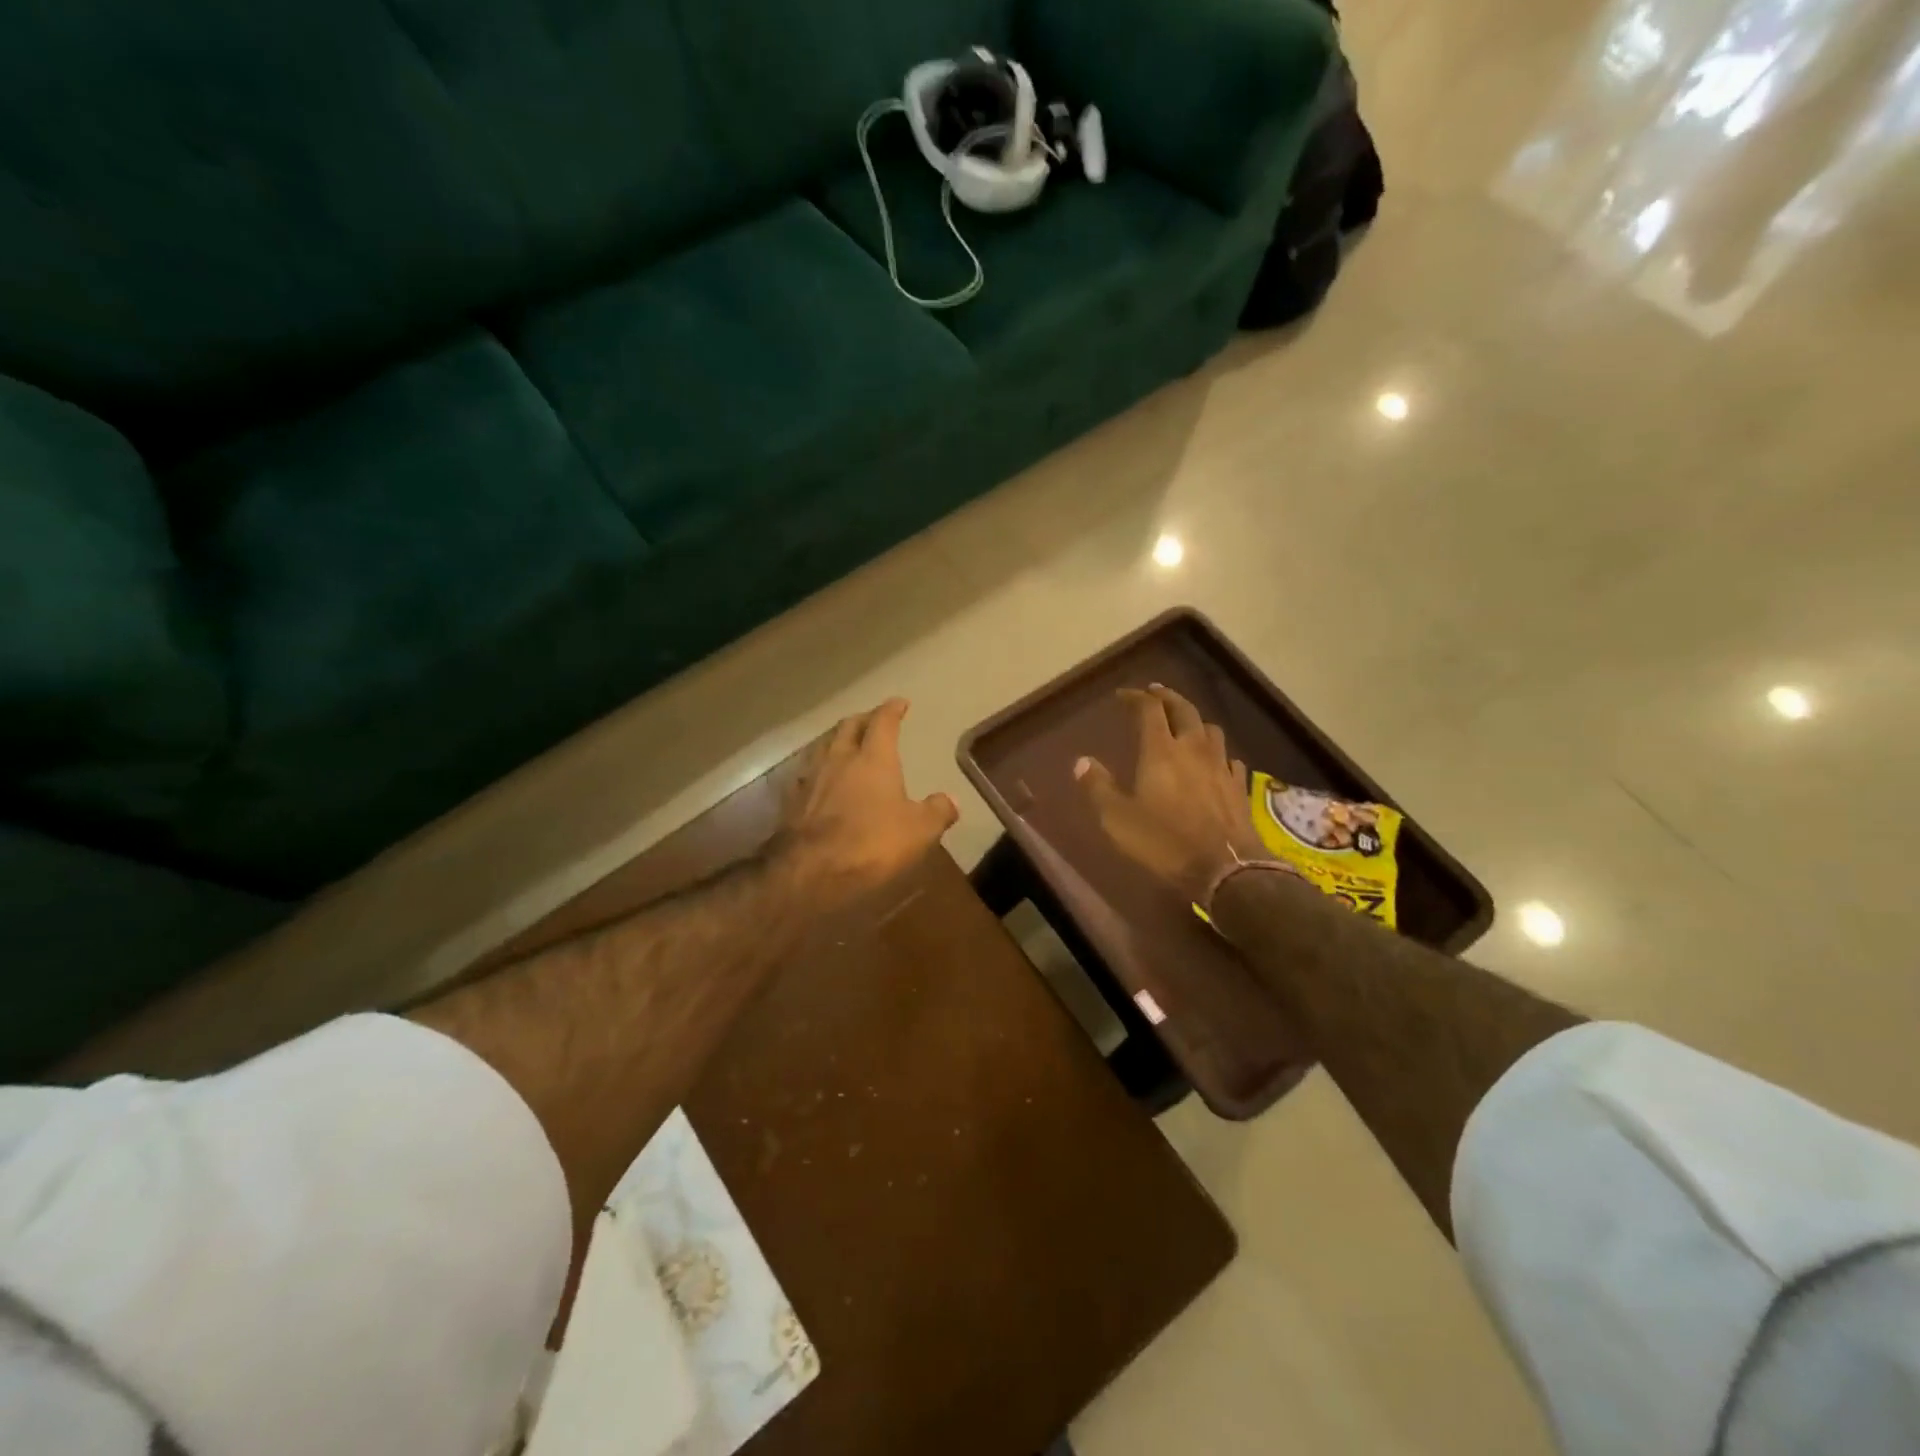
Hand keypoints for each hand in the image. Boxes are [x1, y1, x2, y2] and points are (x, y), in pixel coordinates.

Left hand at [779, 698, 958, 902]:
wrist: (810, 871)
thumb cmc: (872, 844)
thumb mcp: (919, 831)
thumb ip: (937, 812)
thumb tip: (951, 800)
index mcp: (873, 759)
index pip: (883, 722)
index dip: (892, 709)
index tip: (899, 703)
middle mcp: (839, 759)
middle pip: (848, 727)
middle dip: (863, 719)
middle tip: (872, 720)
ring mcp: (811, 779)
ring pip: (823, 746)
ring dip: (837, 740)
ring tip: (845, 744)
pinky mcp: (792, 802)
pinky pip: (807, 774)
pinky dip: (818, 770)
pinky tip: (821, 780)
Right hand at [1074, 684, 1267, 904]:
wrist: (1225, 868)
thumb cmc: (1164, 841)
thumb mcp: (1117, 819)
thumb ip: (1098, 787)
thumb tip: (1082, 762)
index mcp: (1161, 751)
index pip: (1149, 710)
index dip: (1136, 698)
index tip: (1124, 695)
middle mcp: (1193, 749)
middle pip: (1184, 710)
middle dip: (1168, 698)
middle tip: (1156, 693)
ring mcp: (1221, 766)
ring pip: (1211, 730)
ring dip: (1196, 722)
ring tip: (1186, 725)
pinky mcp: (1239, 787)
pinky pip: (1230, 759)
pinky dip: (1219, 754)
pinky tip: (1215, 763)